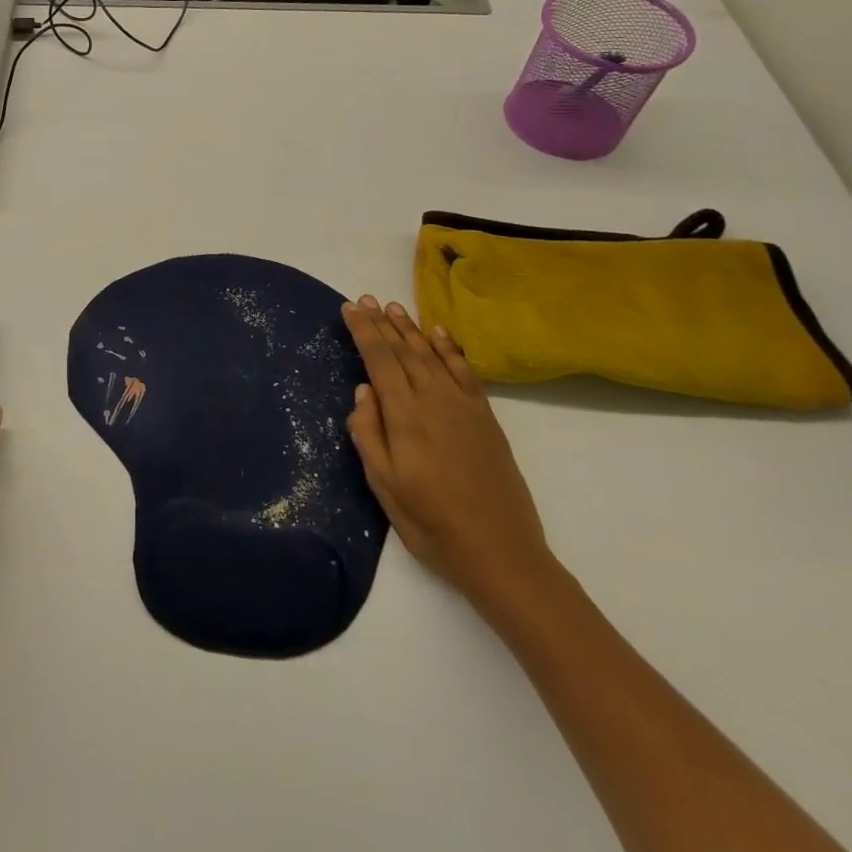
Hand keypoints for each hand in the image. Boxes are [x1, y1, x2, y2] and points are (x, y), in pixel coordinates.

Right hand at [342, 297, 556, 613]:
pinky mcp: (486, 418)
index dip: (363, 331)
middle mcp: (434, 400)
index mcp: (405, 415)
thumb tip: (363, 391)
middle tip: (367, 299)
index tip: (350, 308)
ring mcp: (464, 407)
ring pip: (432, 355)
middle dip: (384, 323)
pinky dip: (450, 349)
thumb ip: (368, 433)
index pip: (379, 360)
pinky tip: (439, 334)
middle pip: (405, 351)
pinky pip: (465, 372)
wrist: (500, 552)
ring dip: (412, 329)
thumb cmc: (430, 522)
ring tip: (394, 308)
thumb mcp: (383, 484)